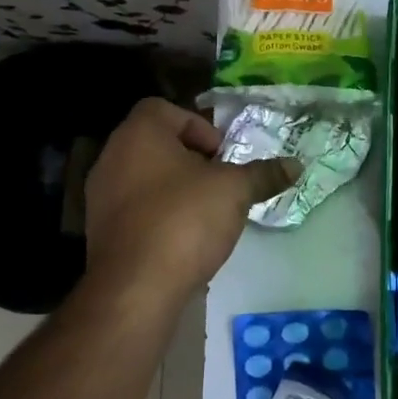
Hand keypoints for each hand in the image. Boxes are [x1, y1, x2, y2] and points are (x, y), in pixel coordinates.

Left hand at [79, 98, 297, 301]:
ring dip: (178, 187)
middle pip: (157, 143)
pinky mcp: (102, 231)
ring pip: (147, 177)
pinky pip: (137, 208)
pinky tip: (187, 237)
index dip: (199, 126)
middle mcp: (112, 158)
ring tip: (208, 210)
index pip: (165, 109)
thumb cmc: (184, 220)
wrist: (136, 289)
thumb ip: (264, 174)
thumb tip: (295, 165)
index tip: (222, 155)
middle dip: (193, 159)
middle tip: (221, 181)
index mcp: (138, 135)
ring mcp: (101, 196)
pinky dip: (161, 214)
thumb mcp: (235, 190)